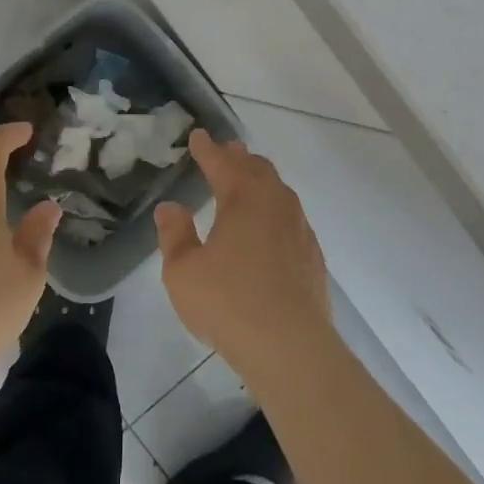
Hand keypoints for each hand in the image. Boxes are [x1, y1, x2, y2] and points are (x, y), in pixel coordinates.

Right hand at [156, 130, 334, 384]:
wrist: (291, 346)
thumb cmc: (229, 303)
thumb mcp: (183, 272)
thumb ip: (175, 235)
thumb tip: (170, 208)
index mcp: (243, 198)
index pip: (222, 163)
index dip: (207, 149)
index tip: (198, 136)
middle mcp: (275, 203)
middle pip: (256, 169)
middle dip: (238, 157)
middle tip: (225, 151)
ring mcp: (299, 228)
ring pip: (278, 190)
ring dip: (260, 180)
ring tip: (247, 181)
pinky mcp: (312, 255)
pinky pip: (291, 216)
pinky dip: (275, 208)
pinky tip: (270, 226)